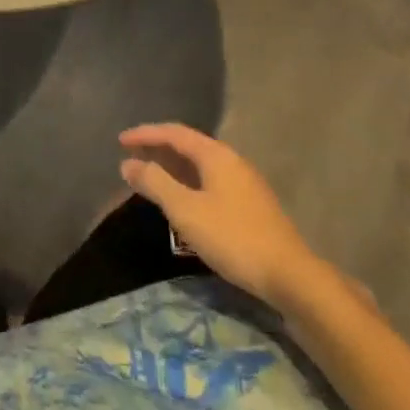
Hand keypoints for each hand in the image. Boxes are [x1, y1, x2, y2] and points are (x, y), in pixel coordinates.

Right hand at [120, 125, 334, 310]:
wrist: (289, 276)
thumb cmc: (232, 237)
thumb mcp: (185, 210)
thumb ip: (155, 183)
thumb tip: (128, 163)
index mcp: (216, 155)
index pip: (174, 133)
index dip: (145, 134)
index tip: (120, 141)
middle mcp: (232, 161)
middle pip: (189, 146)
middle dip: (158, 149)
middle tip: (131, 157)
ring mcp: (244, 183)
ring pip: (200, 166)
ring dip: (173, 168)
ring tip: (150, 177)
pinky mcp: (250, 205)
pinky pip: (210, 182)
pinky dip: (188, 183)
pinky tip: (181, 201)